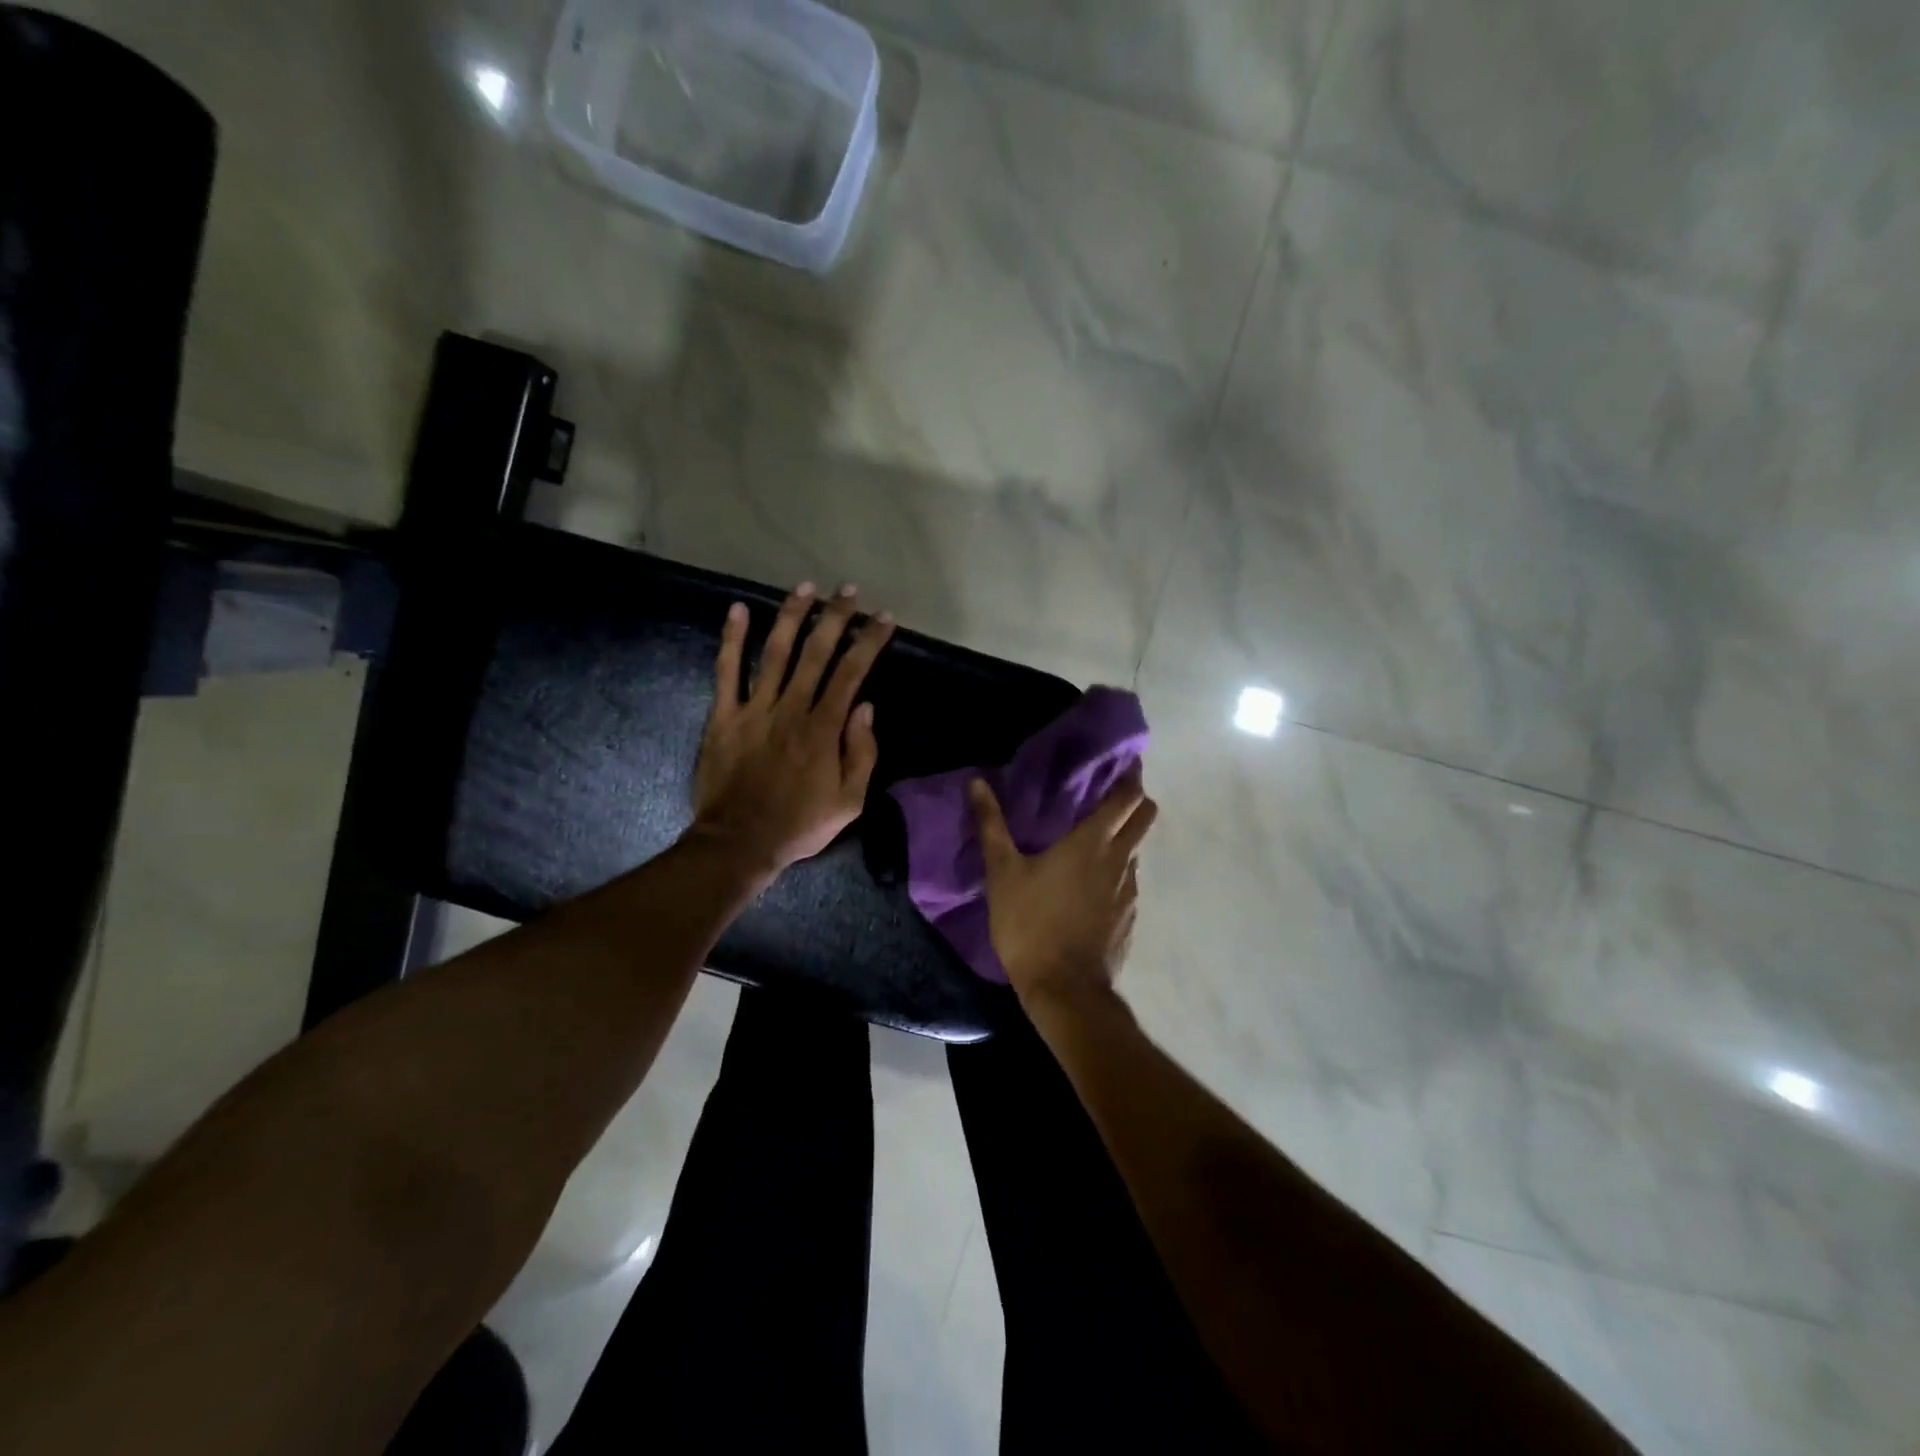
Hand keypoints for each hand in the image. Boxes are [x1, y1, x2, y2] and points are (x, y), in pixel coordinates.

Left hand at [691, 582, 894, 874]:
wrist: (740, 842)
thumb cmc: (800, 824)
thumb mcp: (850, 802)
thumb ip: (862, 753)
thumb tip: (865, 707)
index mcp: (824, 728)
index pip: (852, 673)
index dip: (869, 642)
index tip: (883, 618)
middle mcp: (791, 708)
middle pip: (816, 652)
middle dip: (835, 617)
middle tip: (848, 590)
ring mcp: (754, 709)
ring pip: (775, 652)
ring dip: (792, 616)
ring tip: (806, 588)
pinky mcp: (723, 716)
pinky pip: (726, 672)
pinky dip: (732, 639)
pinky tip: (738, 609)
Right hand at [969, 770, 1157, 1014]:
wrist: (1065, 990)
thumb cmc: (1031, 924)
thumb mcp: (1002, 873)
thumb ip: (991, 825)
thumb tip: (977, 782)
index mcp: (1094, 842)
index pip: (1128, 796)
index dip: (1129, 776)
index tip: (1120, 763)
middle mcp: (1121, 860)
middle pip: (1145, 816)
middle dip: (1134, 800)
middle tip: (1107, 795)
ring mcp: (1130, 891)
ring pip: (1136, 850)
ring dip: (1123, 837)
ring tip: (1092, 839)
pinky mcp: (1129, 917)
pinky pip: (1128, 881)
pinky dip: (1116, 871)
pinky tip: (1089, 884)